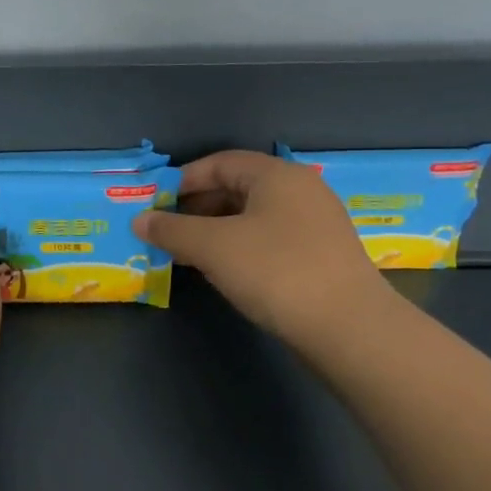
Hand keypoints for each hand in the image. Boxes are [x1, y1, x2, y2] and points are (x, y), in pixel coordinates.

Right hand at [133, 150, 392, 349]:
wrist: (349, 328)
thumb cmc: (275, 271)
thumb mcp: (212, 247)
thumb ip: (171, 230)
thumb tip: (141, 220)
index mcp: (277, 175)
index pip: (220, 163)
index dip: (183, 180)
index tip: (155, 204)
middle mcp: (300, 190)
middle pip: (237, 188)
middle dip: (196, 207)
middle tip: (167, 231)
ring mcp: (315, 224)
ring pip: (252, 216)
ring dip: (215, 230)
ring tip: (186, 254)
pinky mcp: (321, 255)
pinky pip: (269, 239)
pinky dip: (239, 247)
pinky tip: (223, 271)